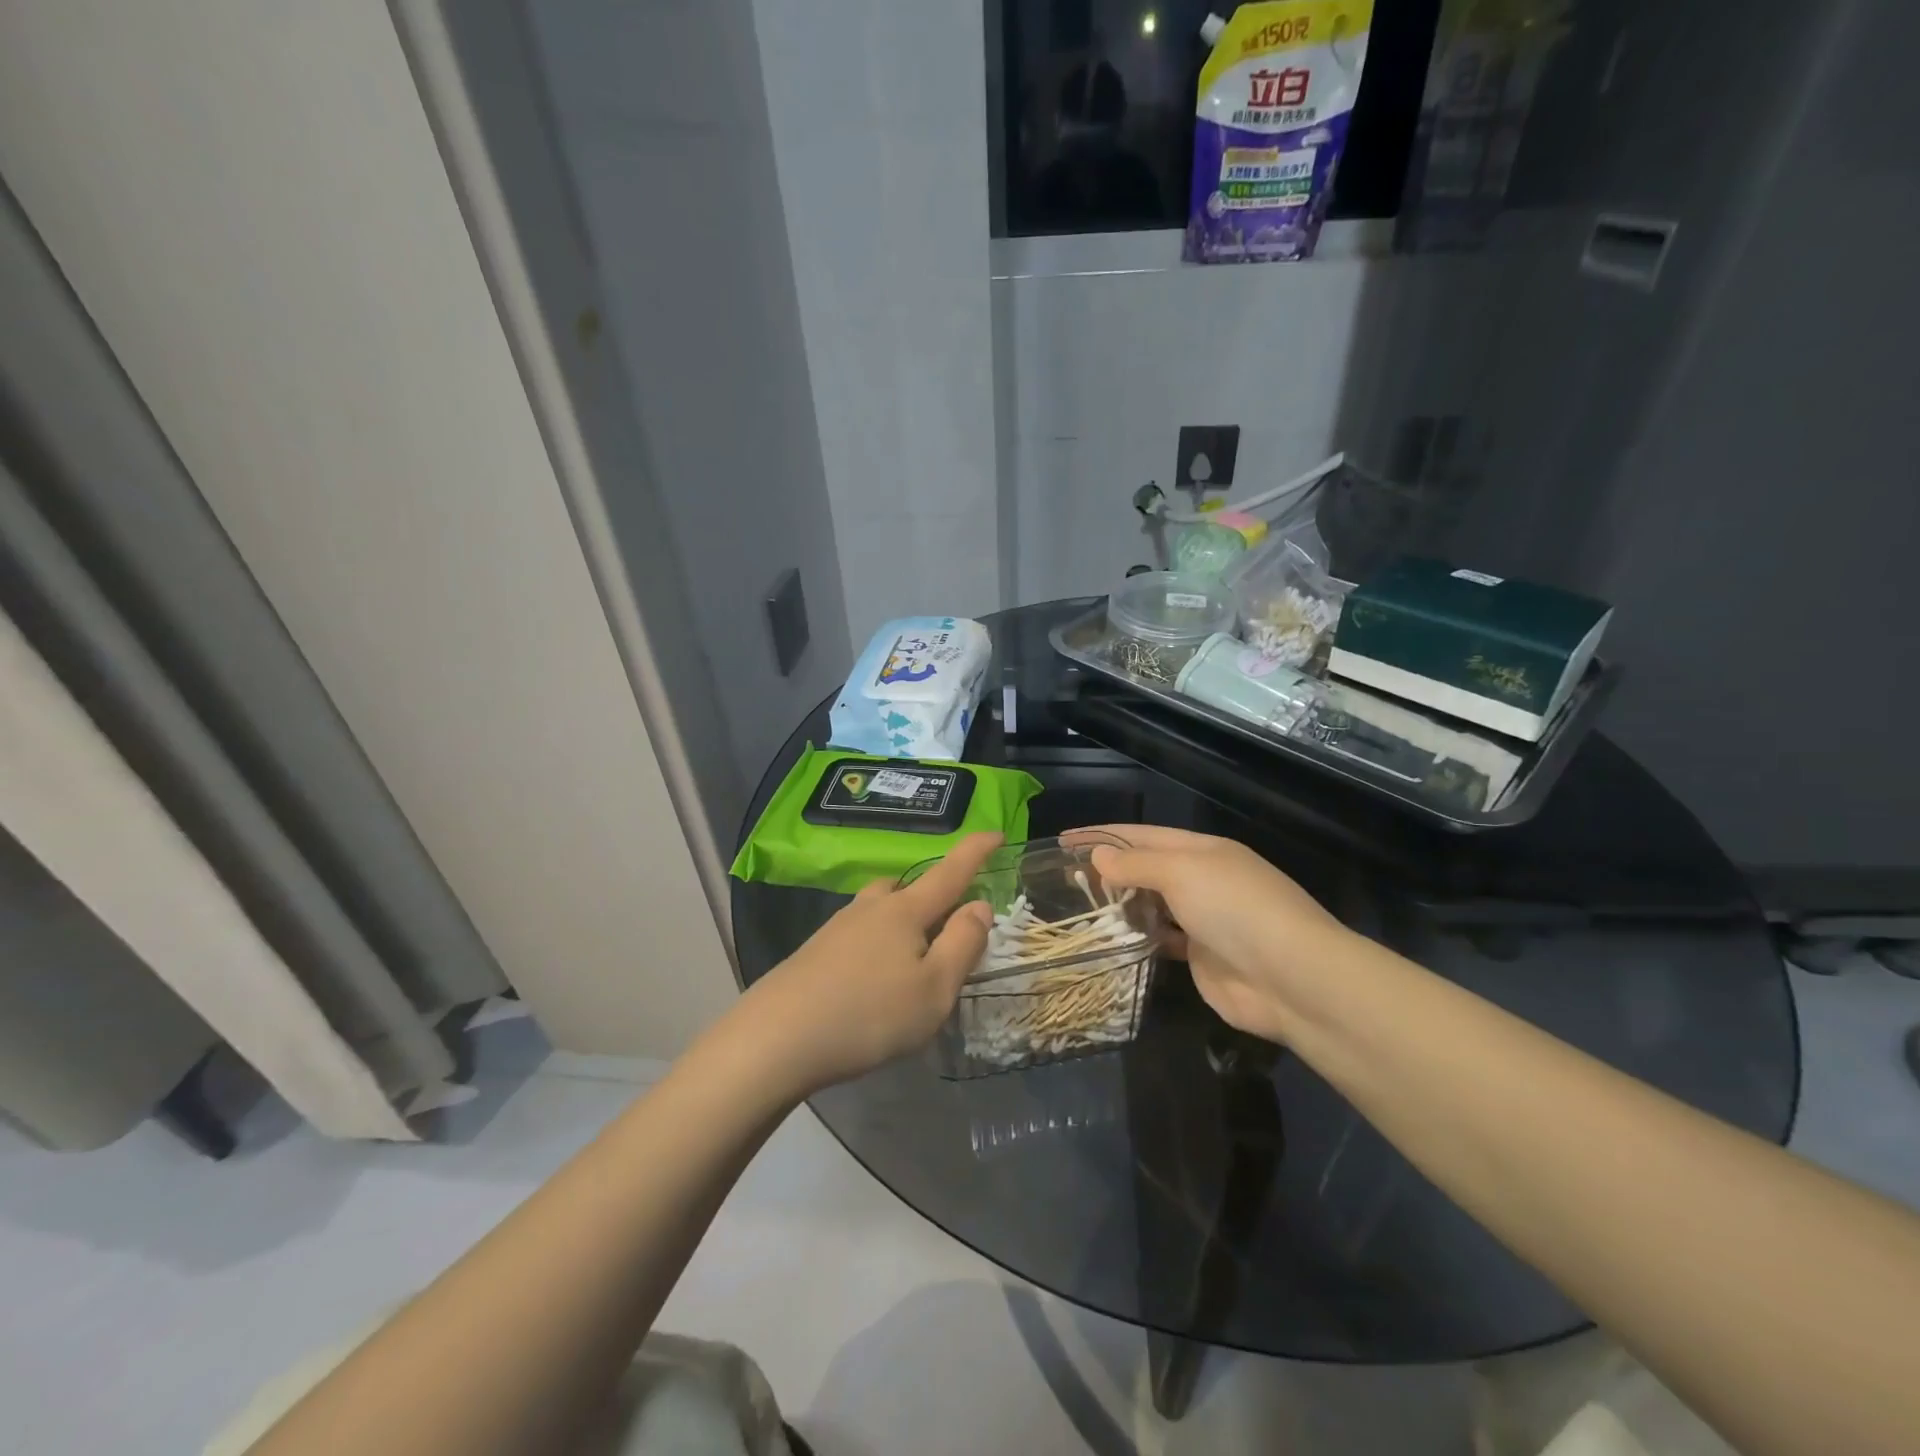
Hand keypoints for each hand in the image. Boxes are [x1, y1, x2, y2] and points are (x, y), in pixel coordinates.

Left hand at [741, 832, 1000, 1095]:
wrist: (776, 1039)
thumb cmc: (869, 1014)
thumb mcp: (934, 989)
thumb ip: (963, 944)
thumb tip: (980, 905)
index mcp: (905, 912)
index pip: (949, 872)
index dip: (976, 851)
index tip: (996, 832)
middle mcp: (870, 909)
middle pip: (907, 888)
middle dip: (931, 896)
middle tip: (946, 926)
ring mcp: (836, 929)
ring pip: (878, 910)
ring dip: (900, 923)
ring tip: (909, 962)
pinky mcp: (814, 953)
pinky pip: (857, 935)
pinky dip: (875, 946)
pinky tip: (871, 982)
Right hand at [1082, 825, 1352, 1044]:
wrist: (1292, 978)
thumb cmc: (1235, 909)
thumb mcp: (1182, 873)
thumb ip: (1137, 865)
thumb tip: (1098, 856)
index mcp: (1202, 851)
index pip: (1143, 835)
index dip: (1103, 835)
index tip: (1064, 839)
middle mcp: (1203, 880)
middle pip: (1147, 868)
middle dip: (1108, 869)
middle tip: (1063, 877)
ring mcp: (1204, 920)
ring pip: (1152, 904)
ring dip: (1120, 903)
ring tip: (1078, 906)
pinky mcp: (1201, 957)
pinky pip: (1161, 939)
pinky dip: (1138, 935)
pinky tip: (1112, 938)